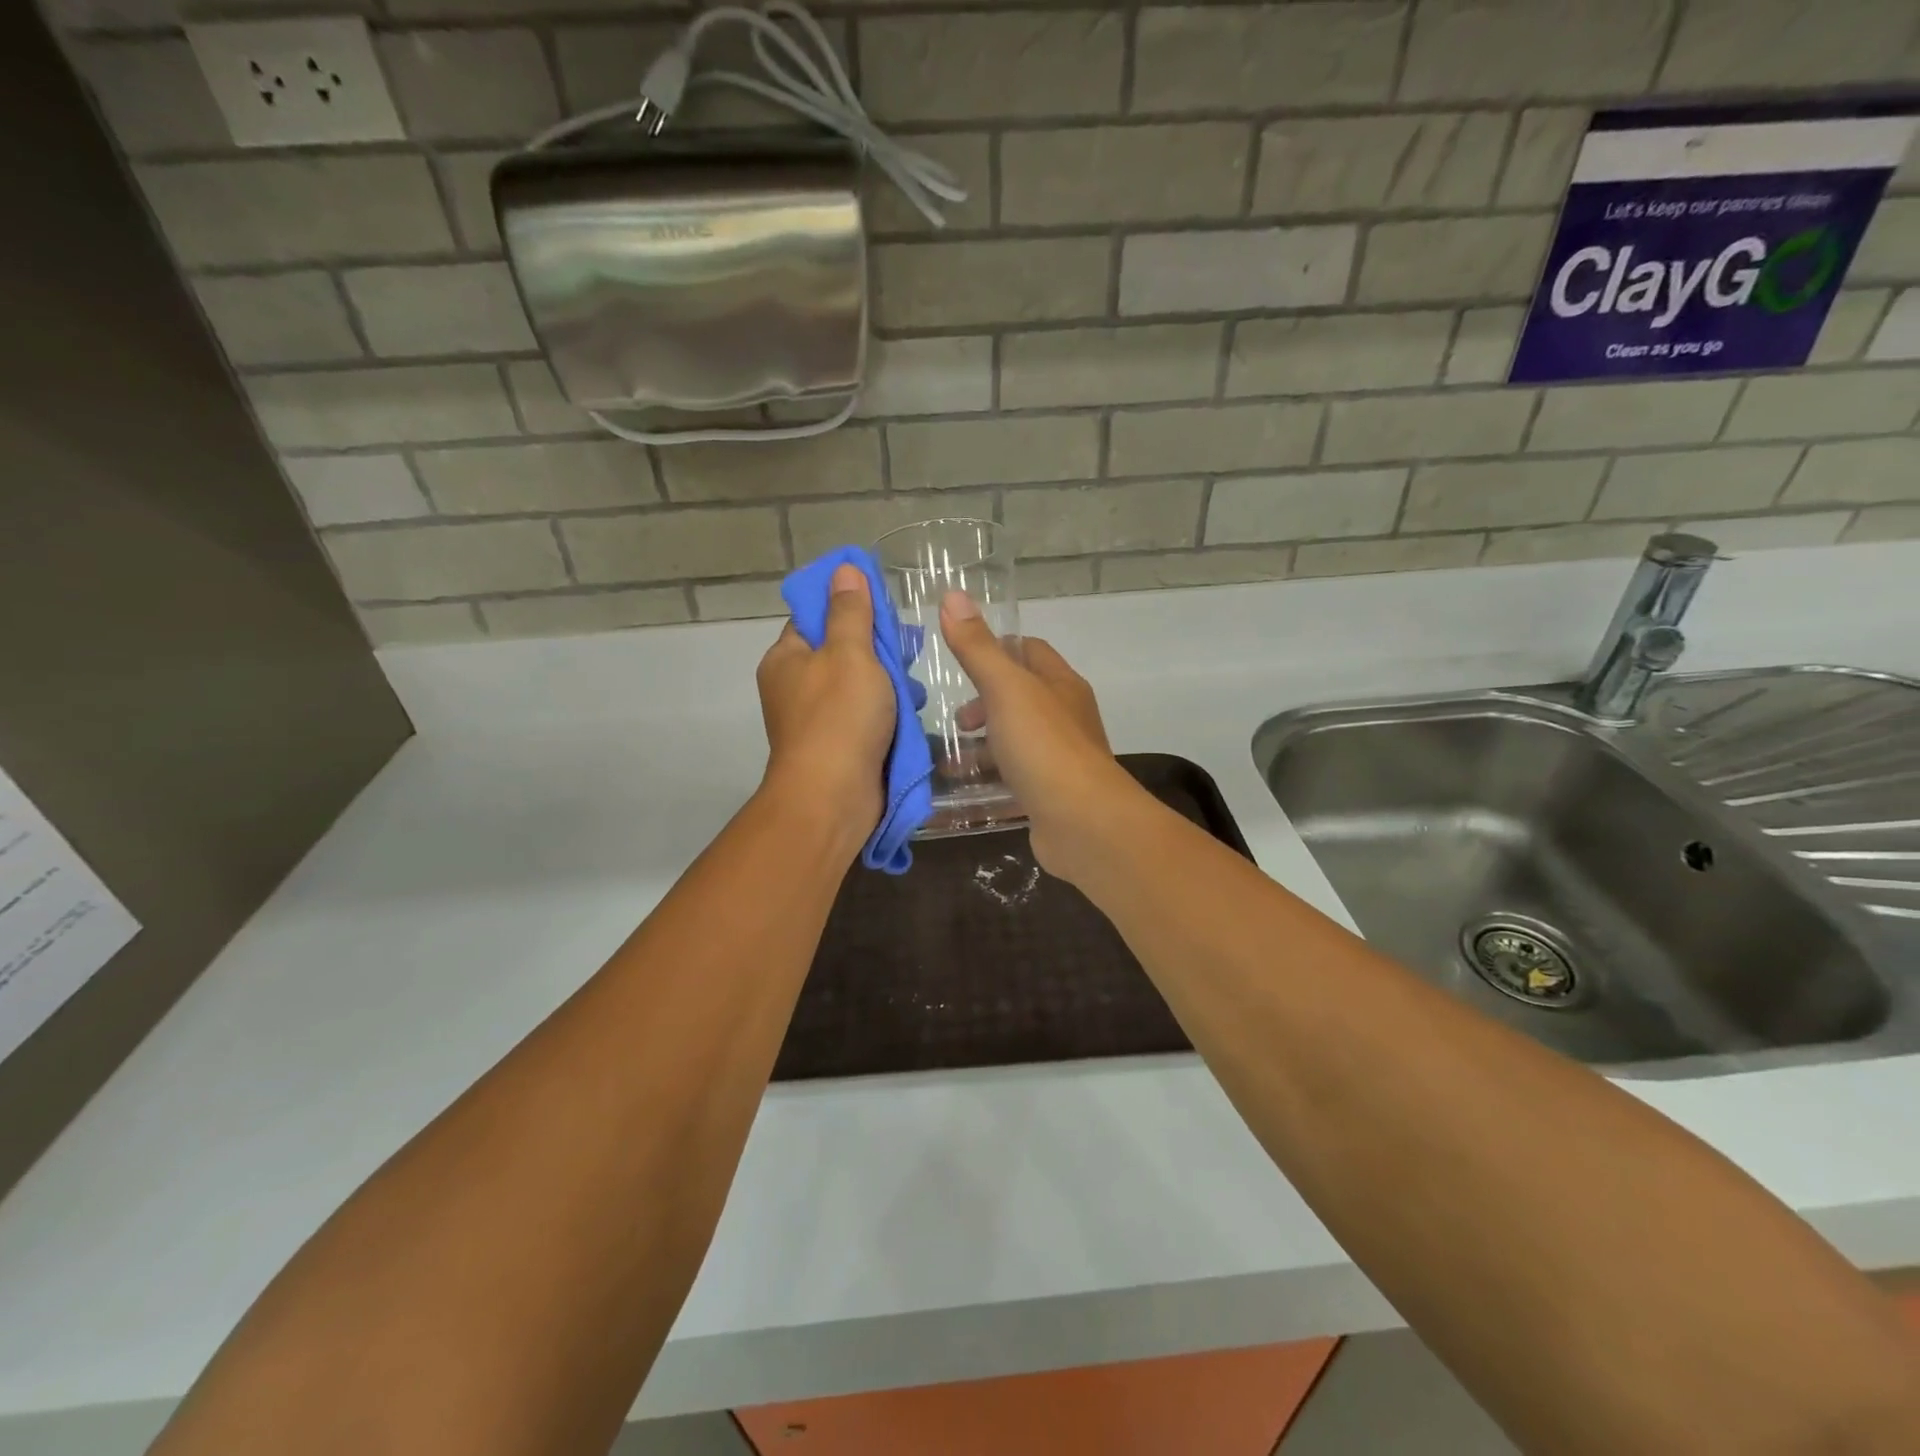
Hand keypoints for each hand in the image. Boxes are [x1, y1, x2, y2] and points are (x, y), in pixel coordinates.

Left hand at [756, 564, 894, 855]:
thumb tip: (844, 568)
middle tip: (907, 649)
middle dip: (876, 651)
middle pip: (839, 653)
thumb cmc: (840, 717)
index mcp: (786, 658)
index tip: (883, 609)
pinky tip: (909, 713)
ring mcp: (814, 721)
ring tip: (914, 687)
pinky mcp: (835, 748)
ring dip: (886, 685)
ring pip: (856, 687)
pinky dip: (885, 714)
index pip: (815, 618)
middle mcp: (794, 687)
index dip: (848, 607)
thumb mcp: (850, 653)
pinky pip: (863, 718)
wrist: (833, 797)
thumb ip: (851, 611)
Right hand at [938, 592, 1144, 882]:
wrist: (1084, 823)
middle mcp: (1066, 717)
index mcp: (1061, 684)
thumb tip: (953, 595)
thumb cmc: (1045, 747)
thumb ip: (977, 648)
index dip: (996, 650)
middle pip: (1022, 697)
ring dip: (985, 745)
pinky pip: (1017, 777)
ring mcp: (1062, 758)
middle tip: (957, 721)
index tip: (960, 663)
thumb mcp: (1006, 690)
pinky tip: (967, 790)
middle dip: (984, 703)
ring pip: (1017, 740)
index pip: (1030, 651)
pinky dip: (992, 778)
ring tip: (950, 759)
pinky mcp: (1052, 794)